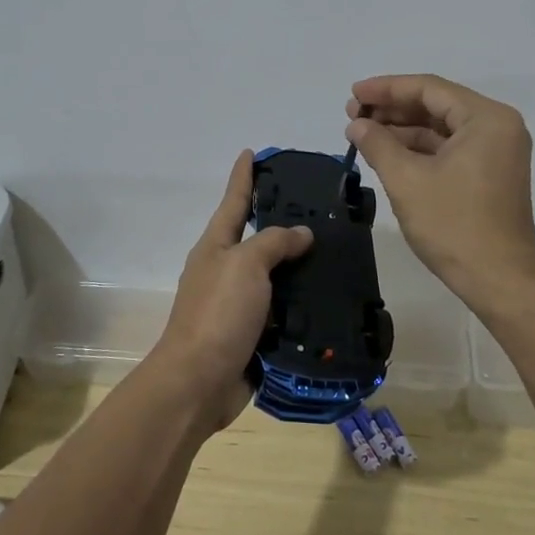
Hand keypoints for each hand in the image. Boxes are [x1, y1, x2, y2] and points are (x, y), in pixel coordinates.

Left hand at [147, 151, 313, 430]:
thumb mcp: (245, 265)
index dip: (243, 177)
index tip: (252, 152)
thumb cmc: (218, 313)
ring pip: (275, 276)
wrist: (199, 382)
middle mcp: (225, 271)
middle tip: (319, 208)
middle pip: (256, 238)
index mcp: (216, 247)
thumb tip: (301, 234)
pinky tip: (330, 297)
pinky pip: (283, 311)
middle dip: (282, 222)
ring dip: (300, 266)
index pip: (233, 201)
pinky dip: (303, 304)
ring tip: (336, 252)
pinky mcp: (253, 334)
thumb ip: (274, 242)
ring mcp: (238, 304)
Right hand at [346, 74, 534, 317]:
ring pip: (441, 128)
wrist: (499, 280)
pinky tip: (387, 153)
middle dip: (392, 109)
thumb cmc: (454, 225)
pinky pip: (449, 148)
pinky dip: (418, 149)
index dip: (386, 89)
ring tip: (362, 134)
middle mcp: (497, 127)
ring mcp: (496, 152)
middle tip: (352, 115)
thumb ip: (378, 144)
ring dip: (402, 130)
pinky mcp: (489, 174)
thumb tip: (356, 125)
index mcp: (486, 118)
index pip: (429, 88)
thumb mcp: (407, 180)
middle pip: (436, 105)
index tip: (352, 94)